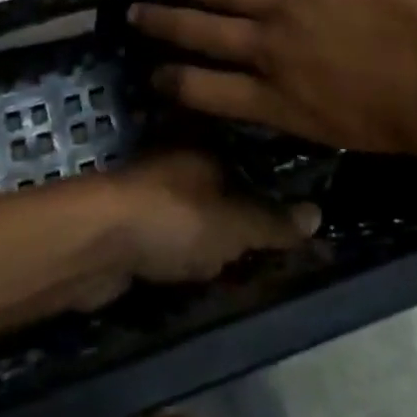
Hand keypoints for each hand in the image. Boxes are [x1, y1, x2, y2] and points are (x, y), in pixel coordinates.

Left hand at [93, 150, 318, 295]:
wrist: (98, 244)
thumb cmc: (174, 220)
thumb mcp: (235, 224)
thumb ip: (273, 222)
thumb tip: (318, 214)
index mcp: (208, 145)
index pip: (253, 157)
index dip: (276, 184)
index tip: (300, 211)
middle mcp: (183, 160)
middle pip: (227, 184)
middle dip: (247, 211)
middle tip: (280, 245)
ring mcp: (158, 191)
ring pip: (201, 210)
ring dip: (217, 234)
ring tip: (250, 262)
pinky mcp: (138, 223)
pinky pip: (179, 235)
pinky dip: (192, 250)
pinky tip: (206, 270)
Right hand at [128, 0, 416, 162]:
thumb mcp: (357, 134)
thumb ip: (313, 112)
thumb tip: (294, 96)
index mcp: (282, 103)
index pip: (207, 93)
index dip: (174, 83)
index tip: (153, 75)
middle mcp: (271, 52)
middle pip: (200, 34)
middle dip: (162, 23)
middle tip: (131, 12)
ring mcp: (290, 2)